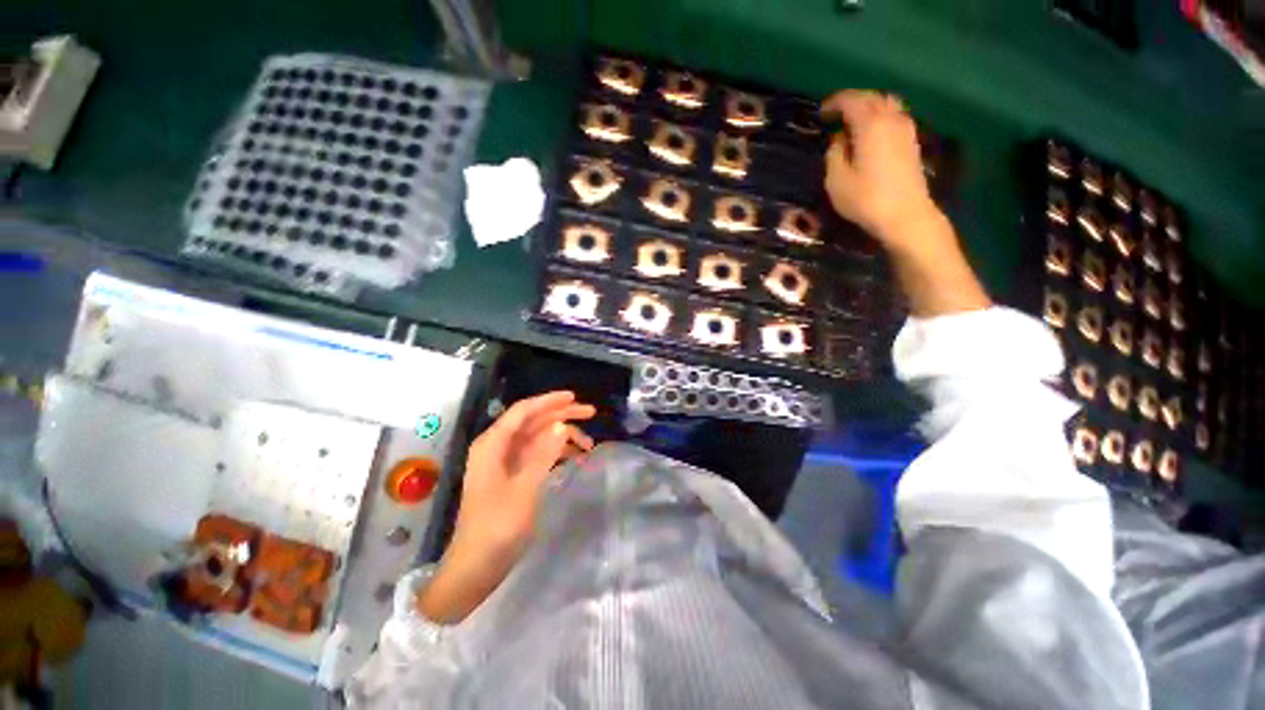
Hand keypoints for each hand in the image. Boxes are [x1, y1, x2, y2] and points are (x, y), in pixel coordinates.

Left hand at [417, 392, 594, 622]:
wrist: (476, 567)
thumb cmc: (497, 527)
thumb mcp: (524, 489)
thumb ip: (544, 454)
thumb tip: (562, 425)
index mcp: (493, 444)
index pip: (523, 411)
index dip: (549, 401)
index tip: (574, 397)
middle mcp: (498, 446)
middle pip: (533, 421)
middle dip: (562, 416)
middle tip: (591, 414)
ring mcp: (505, 461)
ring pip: (538, 437)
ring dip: (563, 436)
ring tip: (589, 444)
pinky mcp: (512, 475)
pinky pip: (538, 454)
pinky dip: (557, 452)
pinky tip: (575, 457)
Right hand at [821, 90, 940, 249]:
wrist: (905, 214)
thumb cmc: (865, 199)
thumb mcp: (836, 180)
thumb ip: (833, 154)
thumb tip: (838, 139)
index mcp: (870, 124)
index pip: (851, 100)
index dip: (833, 103)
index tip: (820, 113)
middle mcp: (890, 119)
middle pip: (871, 97)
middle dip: (851, 101)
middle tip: (834, 115)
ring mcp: (905, 129)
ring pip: (886, 104)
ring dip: (868, 106)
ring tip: (853, 122)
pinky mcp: (912, 141)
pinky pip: (894, 116)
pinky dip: (880, 117)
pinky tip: (871, 133)